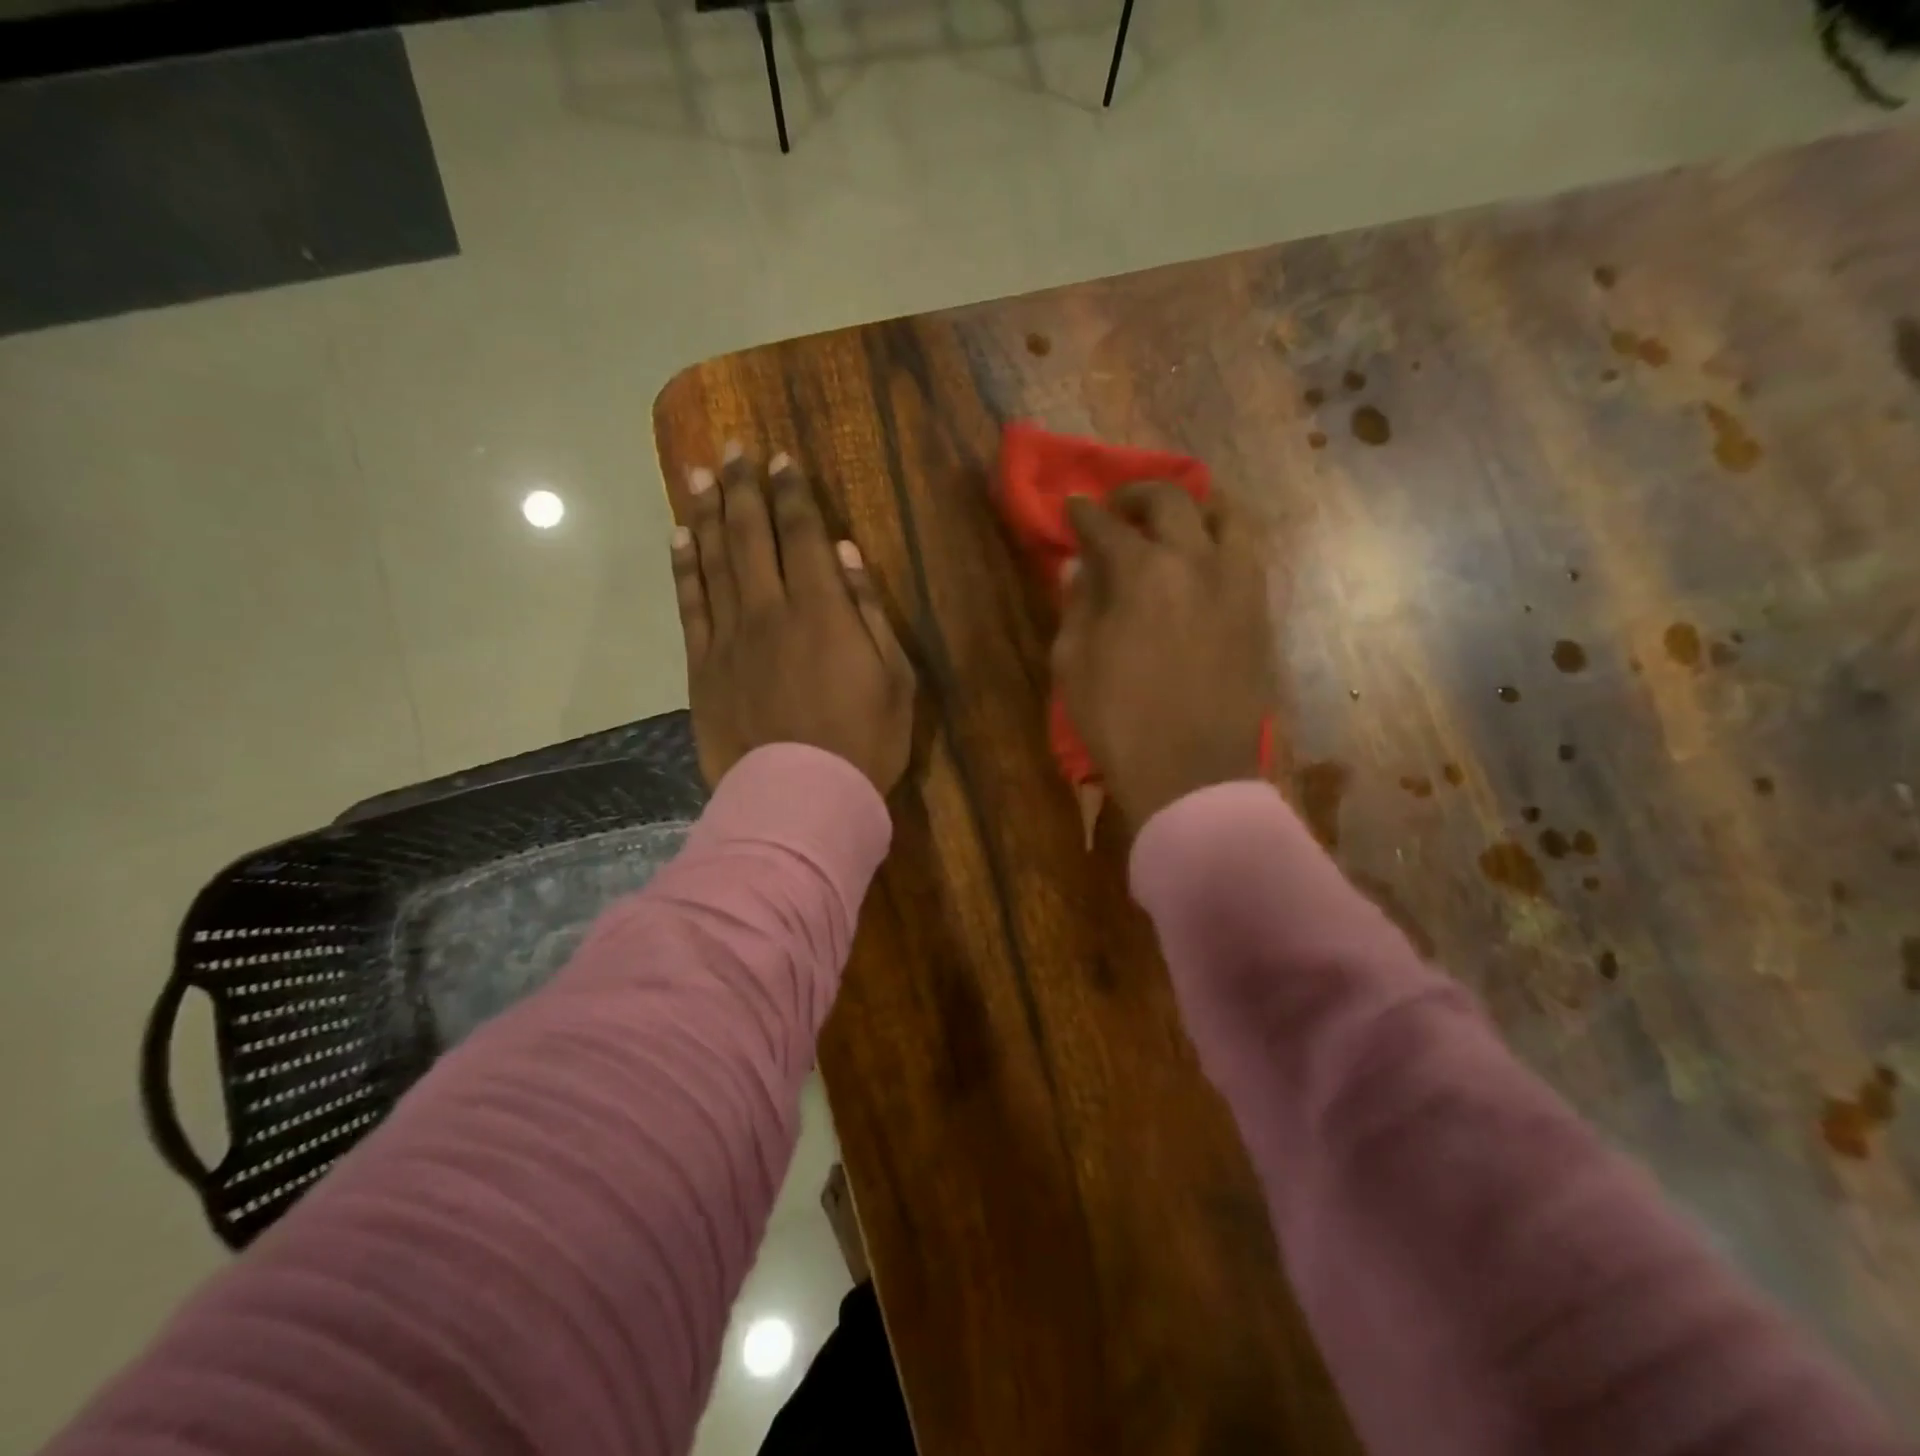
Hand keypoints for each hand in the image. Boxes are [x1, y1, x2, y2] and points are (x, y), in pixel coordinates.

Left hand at [673, 444, 914, 794]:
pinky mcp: (703, 667)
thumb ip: (869, 611)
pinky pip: (689, 606)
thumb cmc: (864, 742)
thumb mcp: (894, 678)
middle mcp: (769, 610)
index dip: (791, 493)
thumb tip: (844, 554)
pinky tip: (678, 538)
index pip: (801, 534)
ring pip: (713, 561)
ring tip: (698, 474)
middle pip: (751, 535)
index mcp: (821, 610)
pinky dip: (683, 567)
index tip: (780, 459)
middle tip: (733, 448)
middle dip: (743, 488)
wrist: (802, 797)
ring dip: (705, 513)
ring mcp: (729, 638)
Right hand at [1052, 482, 1276, 826]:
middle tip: (1118, 507)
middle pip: (1171, 501)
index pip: (1106, 526)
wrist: (1191, 774)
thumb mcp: (1074, 664)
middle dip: (1137, 494)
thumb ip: (1077, 605)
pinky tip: (1204, 558)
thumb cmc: (1119, 722)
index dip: (1083, 514)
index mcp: (1143, 574)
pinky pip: (1248, 555)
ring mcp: (1238, 584)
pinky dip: (1223, 541)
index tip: (1072, 508)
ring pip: (1228, 515)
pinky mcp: (1260, 612)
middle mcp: (1196, 562)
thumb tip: (1081, 567)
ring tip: (1176, 521)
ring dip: (1196, 507)